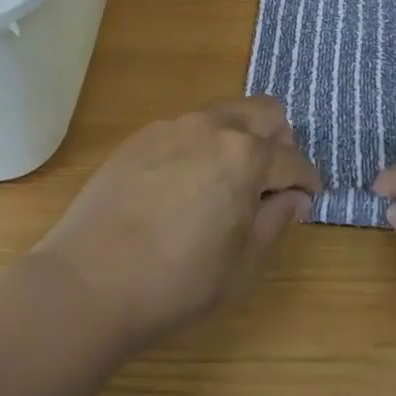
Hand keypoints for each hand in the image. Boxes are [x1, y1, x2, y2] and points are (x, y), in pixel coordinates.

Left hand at [32, 97, 319, 352]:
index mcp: (246, 156)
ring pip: (225, 113)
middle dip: (279, 143)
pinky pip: (187, 127)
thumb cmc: (176, 282)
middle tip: (270, 183)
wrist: (89, 280)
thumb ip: (275, 222)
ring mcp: (174, 125)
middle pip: (265, 112)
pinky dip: (201, 146)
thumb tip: (293, 198)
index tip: (305, 200)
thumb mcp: (241, 266)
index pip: (293, 159)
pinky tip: (183, 186)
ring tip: (226, 183)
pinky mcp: (143, 135)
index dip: (306, 182)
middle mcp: (214, 126)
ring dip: (240, 138)